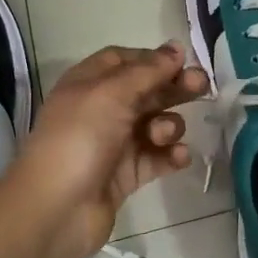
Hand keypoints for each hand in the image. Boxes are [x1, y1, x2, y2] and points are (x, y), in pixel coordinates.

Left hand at [15, 43, 208, 257]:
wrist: (55, 209)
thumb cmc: (79, 138)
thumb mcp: (111, 93)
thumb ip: (148, 70)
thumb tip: (176, 48)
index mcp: (89, 84)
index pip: (124, 60)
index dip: (153, 59)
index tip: (182, 61)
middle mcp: (101, 110)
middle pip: (146, 90)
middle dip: (173, 88)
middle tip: (202, 87)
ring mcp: (114, 144)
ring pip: (154, 124)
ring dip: (169, 125)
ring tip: (162, 136)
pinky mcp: (126, 176)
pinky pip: (157, 158)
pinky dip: (170, 156)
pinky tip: (178, 158)